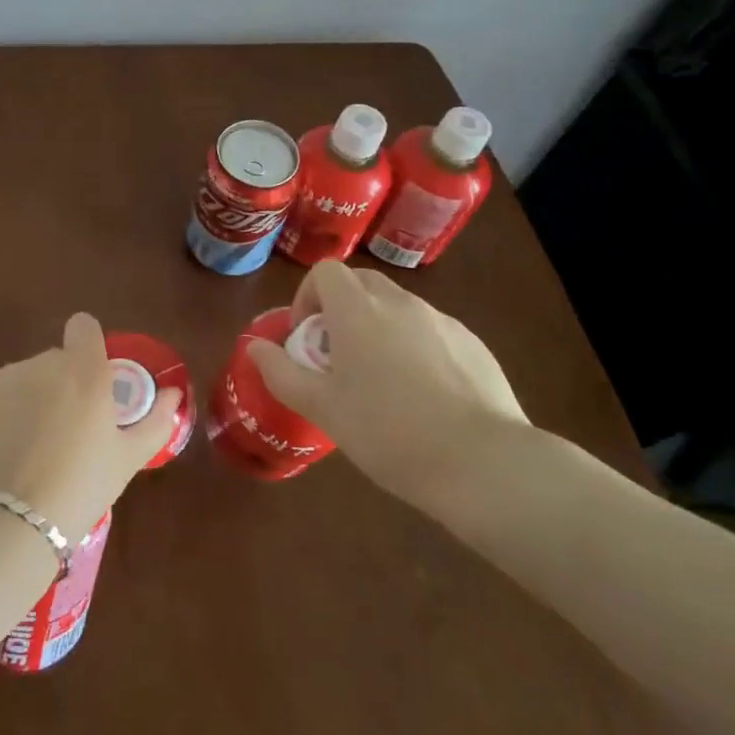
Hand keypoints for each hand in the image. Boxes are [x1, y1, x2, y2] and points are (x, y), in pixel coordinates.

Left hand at [0, 313, 182, 539]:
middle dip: (60, 384)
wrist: (7, 523)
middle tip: (64, 431)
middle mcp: (43, 362)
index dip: (88, 346)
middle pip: (54, 360)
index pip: (84, 327)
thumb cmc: (79, 490)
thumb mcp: (127, 460)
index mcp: (85, 371)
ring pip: (22, 377)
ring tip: (29, 448)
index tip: (91, 379)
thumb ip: (155, 420)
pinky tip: (0, 449)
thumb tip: (173, 394)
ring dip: (28, 397)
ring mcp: (3, 375)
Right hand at [248, 261, 531, 510]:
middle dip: (343, 309)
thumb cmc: (387, 432)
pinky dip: (416, 346)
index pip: (326, 271)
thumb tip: (253, 347)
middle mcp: (400, 303)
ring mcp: (441, 320)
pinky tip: (425, 396)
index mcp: (358, 310)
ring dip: (379, 327)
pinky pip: (431, 331)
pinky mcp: (473, 344)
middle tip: (339, 357)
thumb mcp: (322, 408)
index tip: (309, 337)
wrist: (481, 462)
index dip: (309, 296)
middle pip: (362, 283)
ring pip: (398, 307)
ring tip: (382, 381)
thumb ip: (281, 372)